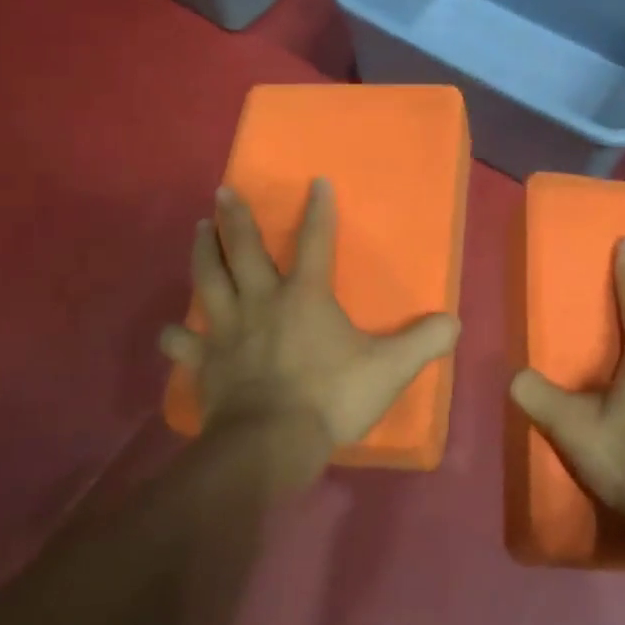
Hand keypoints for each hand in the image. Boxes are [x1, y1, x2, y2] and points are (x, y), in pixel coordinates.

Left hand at [160, 180, 460, 462]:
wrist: (270, 443)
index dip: (318, 210)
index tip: (316, 181)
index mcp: (305, 296)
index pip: (315, 241)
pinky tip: (169, 332)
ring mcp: (227, 330)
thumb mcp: (389, 369)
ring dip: (203, 252)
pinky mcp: (206, 362)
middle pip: (244, 249)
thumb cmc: (330, 397)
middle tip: (223, 191)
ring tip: (198, 230)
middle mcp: (261, 301)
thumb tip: (454, 322)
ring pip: (209, 280)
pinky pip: (184, 344)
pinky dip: (175, 337)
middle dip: (236, 218)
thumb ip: (423, 342)